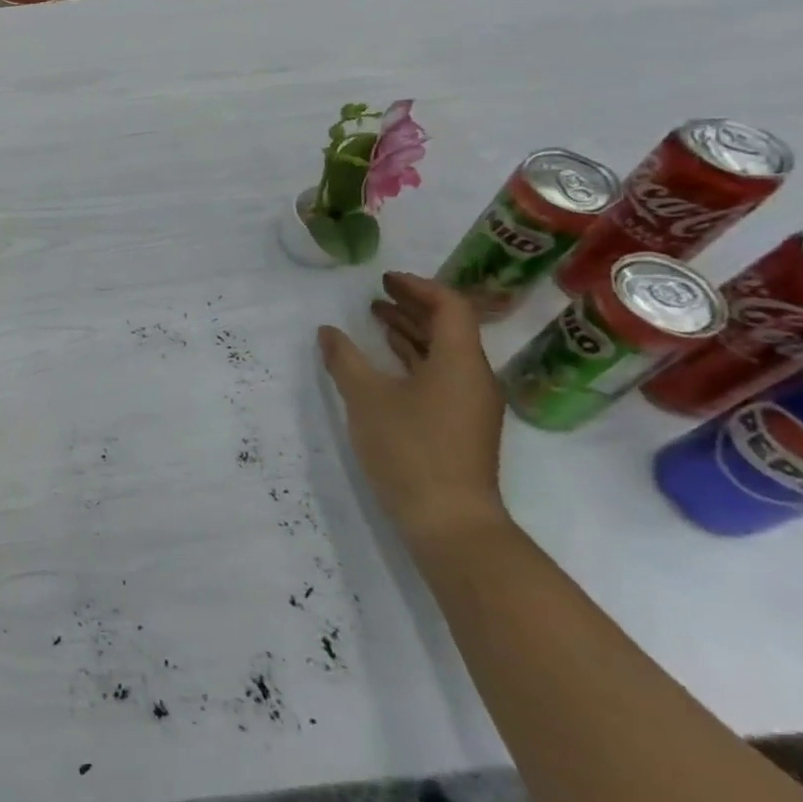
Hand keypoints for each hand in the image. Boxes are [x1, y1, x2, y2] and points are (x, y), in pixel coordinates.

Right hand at [317, 272, 509, 549]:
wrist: (449, 521)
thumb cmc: (410, 450)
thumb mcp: (366, 398)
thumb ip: (345, 359)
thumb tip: (328, 332)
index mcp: (461, 362)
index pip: (450, 306)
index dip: (418, 287)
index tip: (384, 280)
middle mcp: (474, 377)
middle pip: (450, 327)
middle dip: (413, 306)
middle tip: (376, 294)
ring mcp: (470, 404)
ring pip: (445, 353)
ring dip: (411, 332)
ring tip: (375, 320)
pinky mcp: (461, 425)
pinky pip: (441, 375)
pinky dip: (414, 358)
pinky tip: (387, 361)